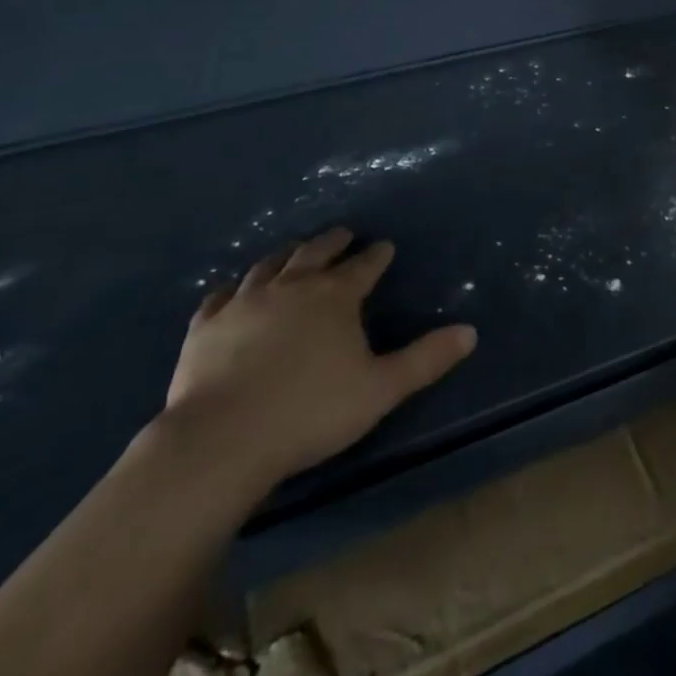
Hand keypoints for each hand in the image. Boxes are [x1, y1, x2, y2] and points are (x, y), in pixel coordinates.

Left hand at [162, 228, 476, 490]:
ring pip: (269, 265)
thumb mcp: (381, 388)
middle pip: (315, 253)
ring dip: (287, 254)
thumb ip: (426, 359)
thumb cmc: (311, 412)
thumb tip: (471, 332)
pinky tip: (232, 289)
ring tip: (294, 249)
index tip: (385, 246)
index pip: (363, 266)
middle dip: (333, 242)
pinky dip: (232, 288)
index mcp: (335, 296)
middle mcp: (291, 287)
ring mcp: (244, 303)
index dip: (377, 256)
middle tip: (343, 234)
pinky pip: (220, 296)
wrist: (222, 440)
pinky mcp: (205, 326)